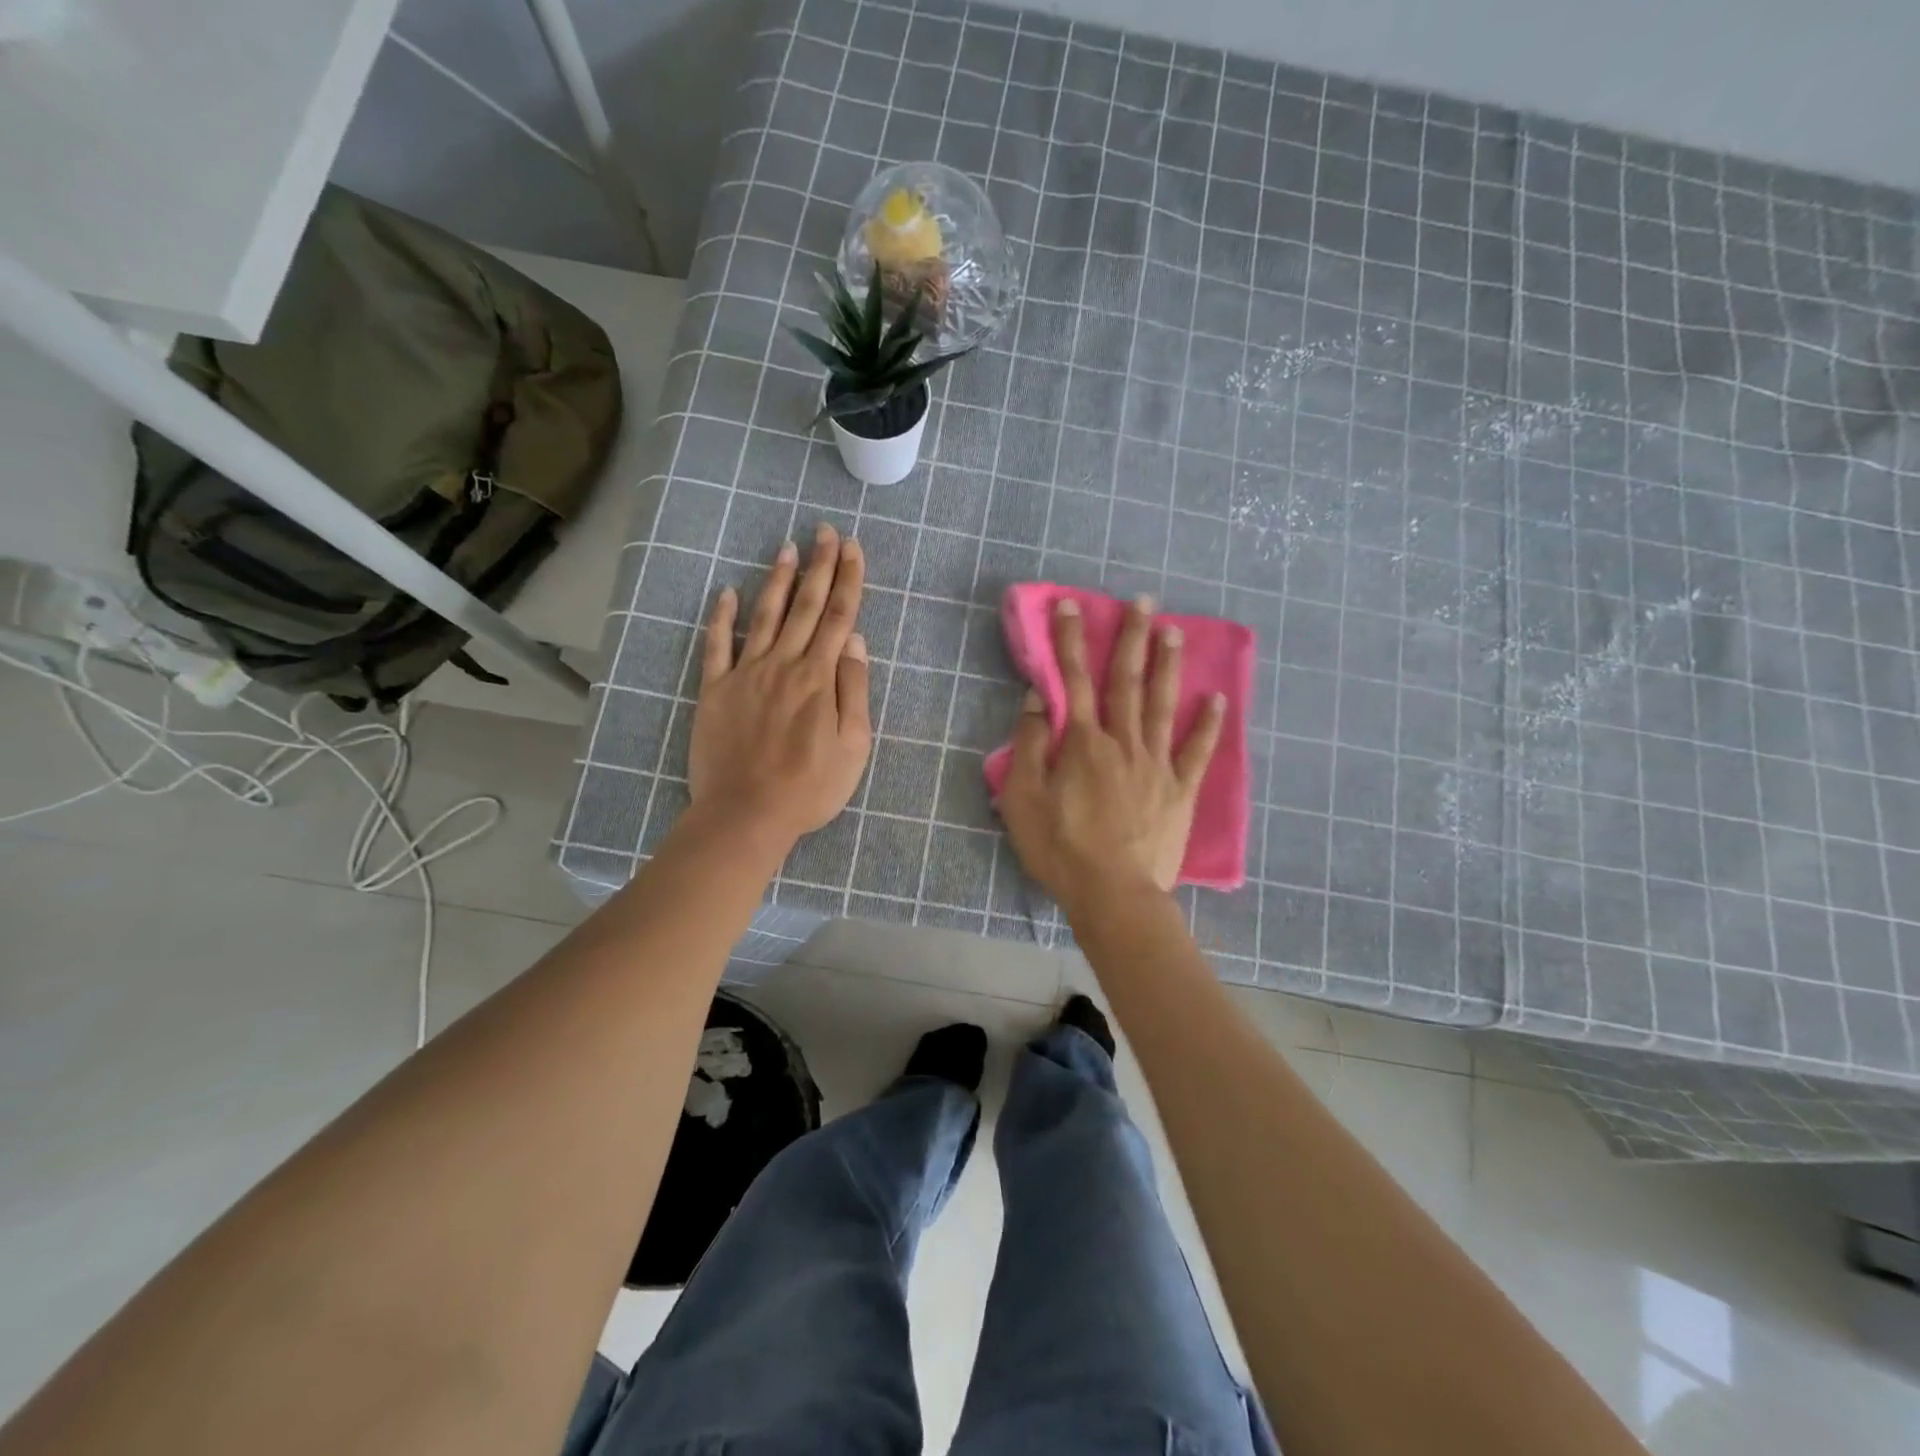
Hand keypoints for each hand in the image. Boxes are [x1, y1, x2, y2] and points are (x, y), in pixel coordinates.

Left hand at [687, 524, 871, 846]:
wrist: (746, 814)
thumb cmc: (809, 787)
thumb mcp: (853, 746)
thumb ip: (854, 690)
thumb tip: (854, 641)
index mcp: (819, 678)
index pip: (837, 617)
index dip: (847, 580)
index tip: (852, 548)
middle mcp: (783, 665)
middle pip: (804, 607)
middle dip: (818, 566)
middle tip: (825, 531)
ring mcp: (745, 674)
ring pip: (764, 616)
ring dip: (777, 580)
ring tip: (787, 548)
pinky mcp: (715, 691)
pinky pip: (717, 646)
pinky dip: (721, 618)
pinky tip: (726, 593)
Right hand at [997, 595, 1224, 908]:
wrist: (1114, 895)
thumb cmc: (1061, 849)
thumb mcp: (1023, 799)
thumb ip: (1029, 745)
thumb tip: (1038, 698)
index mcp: (1083, 743)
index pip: (1074, 680)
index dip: (1071, 641)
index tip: (1071, 606)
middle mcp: (1123, 743)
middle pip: (1126, 682)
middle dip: (1131, 638)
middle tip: (1142, 601)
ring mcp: (1157, 765)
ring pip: (1163, 705)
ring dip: (1167, 666)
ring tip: (1174, 632)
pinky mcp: (1180, 791)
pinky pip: (1197, 751)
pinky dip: (1208, 724)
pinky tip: (1217, 699)